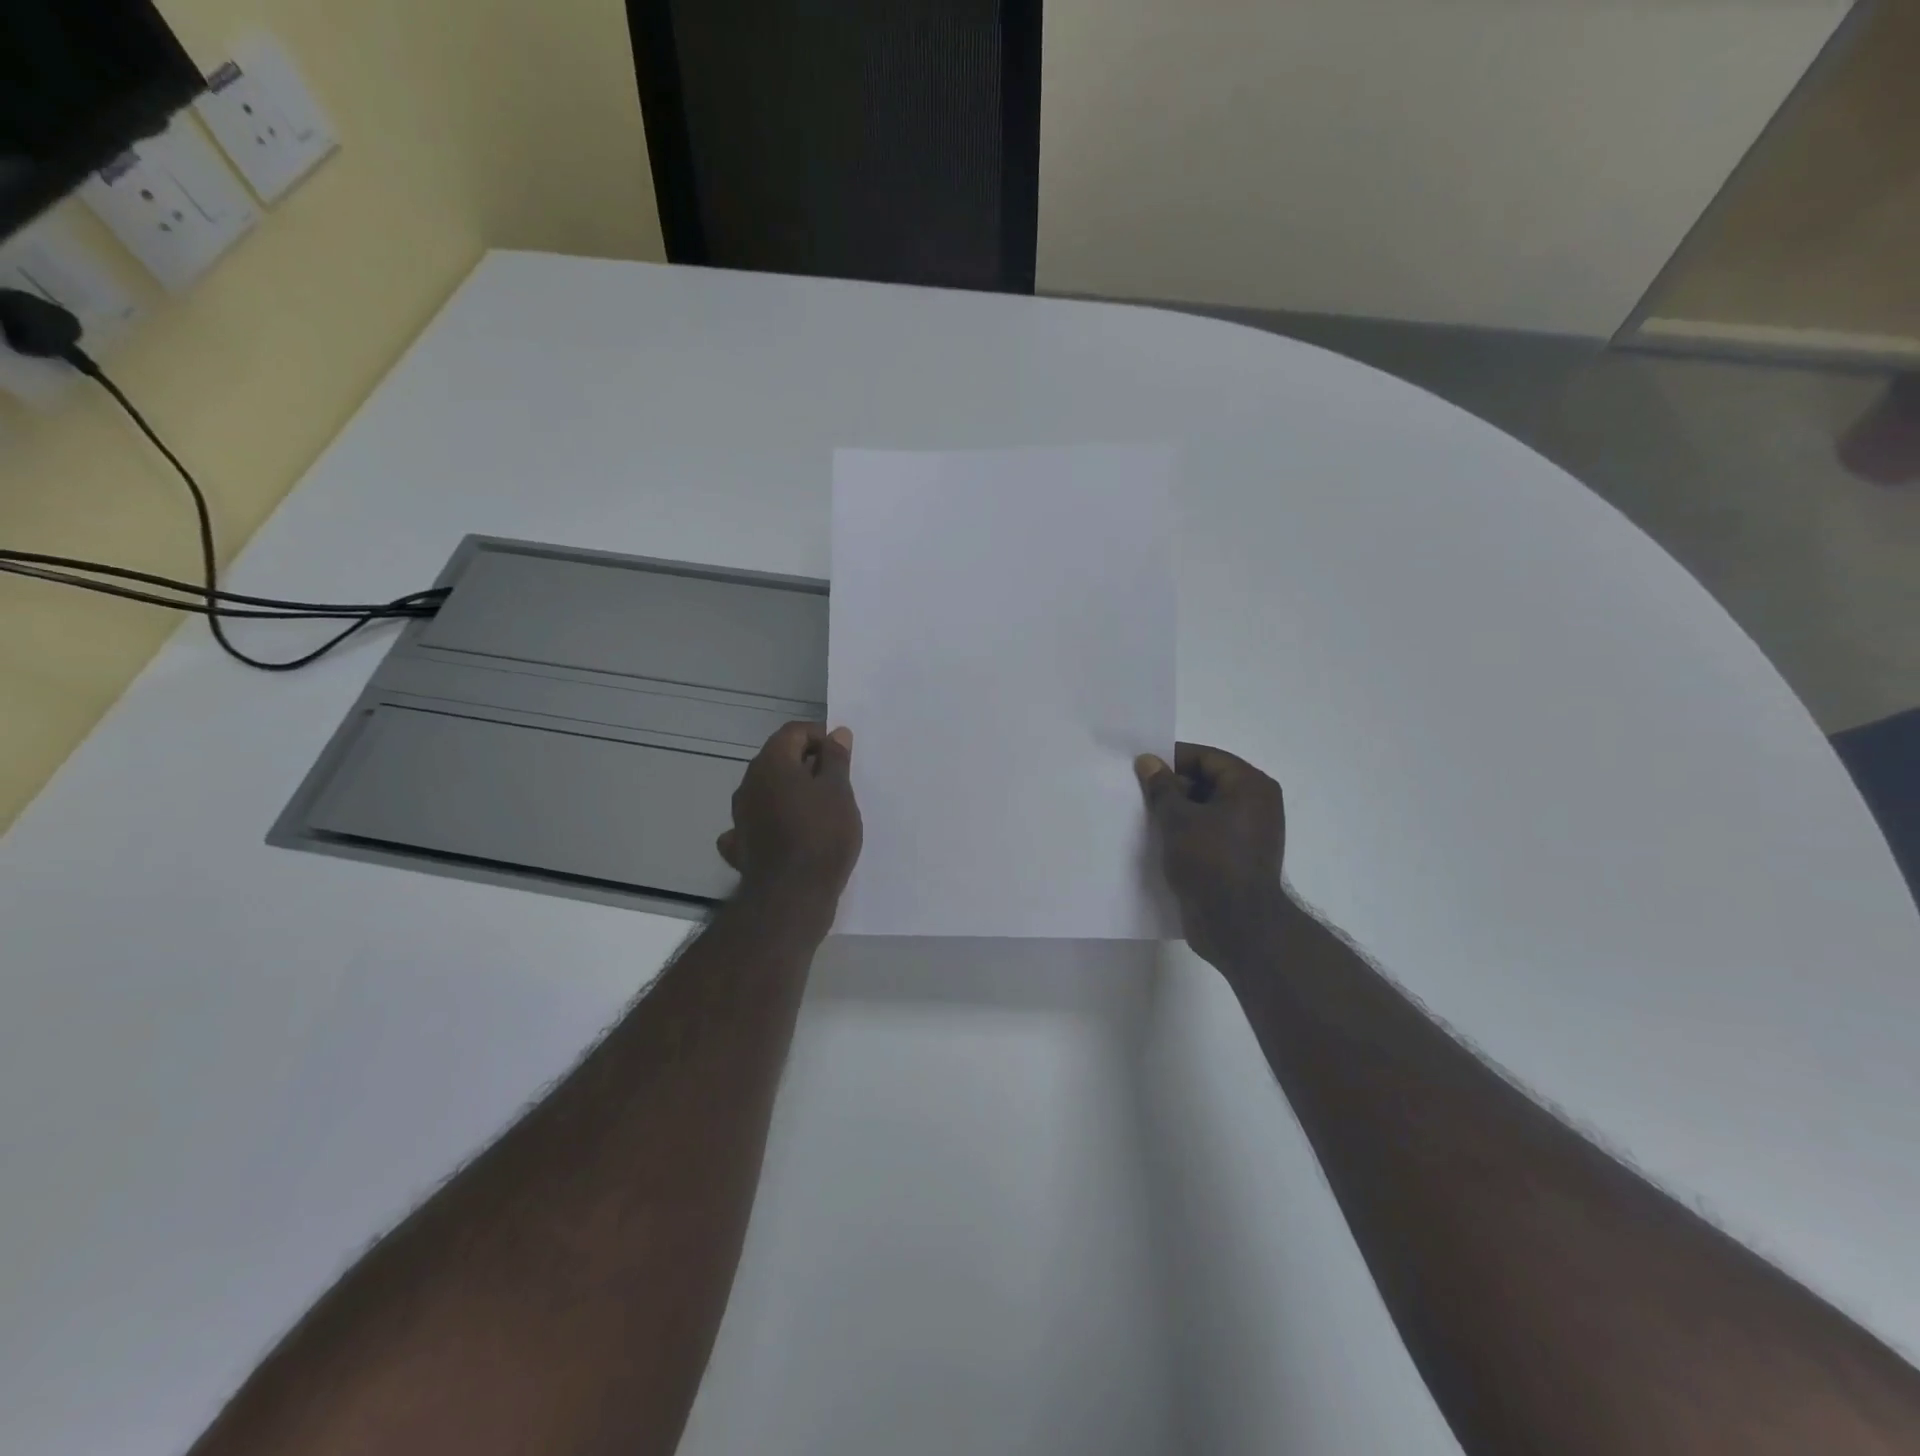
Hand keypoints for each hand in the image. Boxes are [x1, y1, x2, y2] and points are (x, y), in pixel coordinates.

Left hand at [719, 722, 863, 913]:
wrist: (792, 895)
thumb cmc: (822, 835)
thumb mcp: (839, 791)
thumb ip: (836, 759)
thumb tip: (837, 733)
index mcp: (772, 762)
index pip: (794, 731)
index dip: (820, 736)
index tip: (842, 756)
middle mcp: (749, 783)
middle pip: (779, 759)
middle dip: (807, 764)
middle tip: (837, 783)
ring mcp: (740, 815)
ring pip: (767, 790)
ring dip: (791, 792)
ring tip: (821, 810)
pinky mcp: (740, 844)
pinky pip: (757, 822)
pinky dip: (773, 821)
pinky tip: (787, 834)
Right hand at [1136, 743, 1288, 965]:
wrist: (1236, 926)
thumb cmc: (1210, 861)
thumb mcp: (1178, 819)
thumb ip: (1161, 787)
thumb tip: (1148, 761)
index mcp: (1250, 786)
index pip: (1206, 757)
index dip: (1172, 760)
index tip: (1140, 768)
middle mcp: (1256, 805)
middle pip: (1207, 782)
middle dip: (1172, 787)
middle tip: (1138, 794)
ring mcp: (1249, 833)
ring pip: (1205, 810)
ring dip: (1177, 812)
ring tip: (1144, 817)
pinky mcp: (1238, 858)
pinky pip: (1208, 833)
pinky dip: (1186, 833)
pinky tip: (1159, 840)